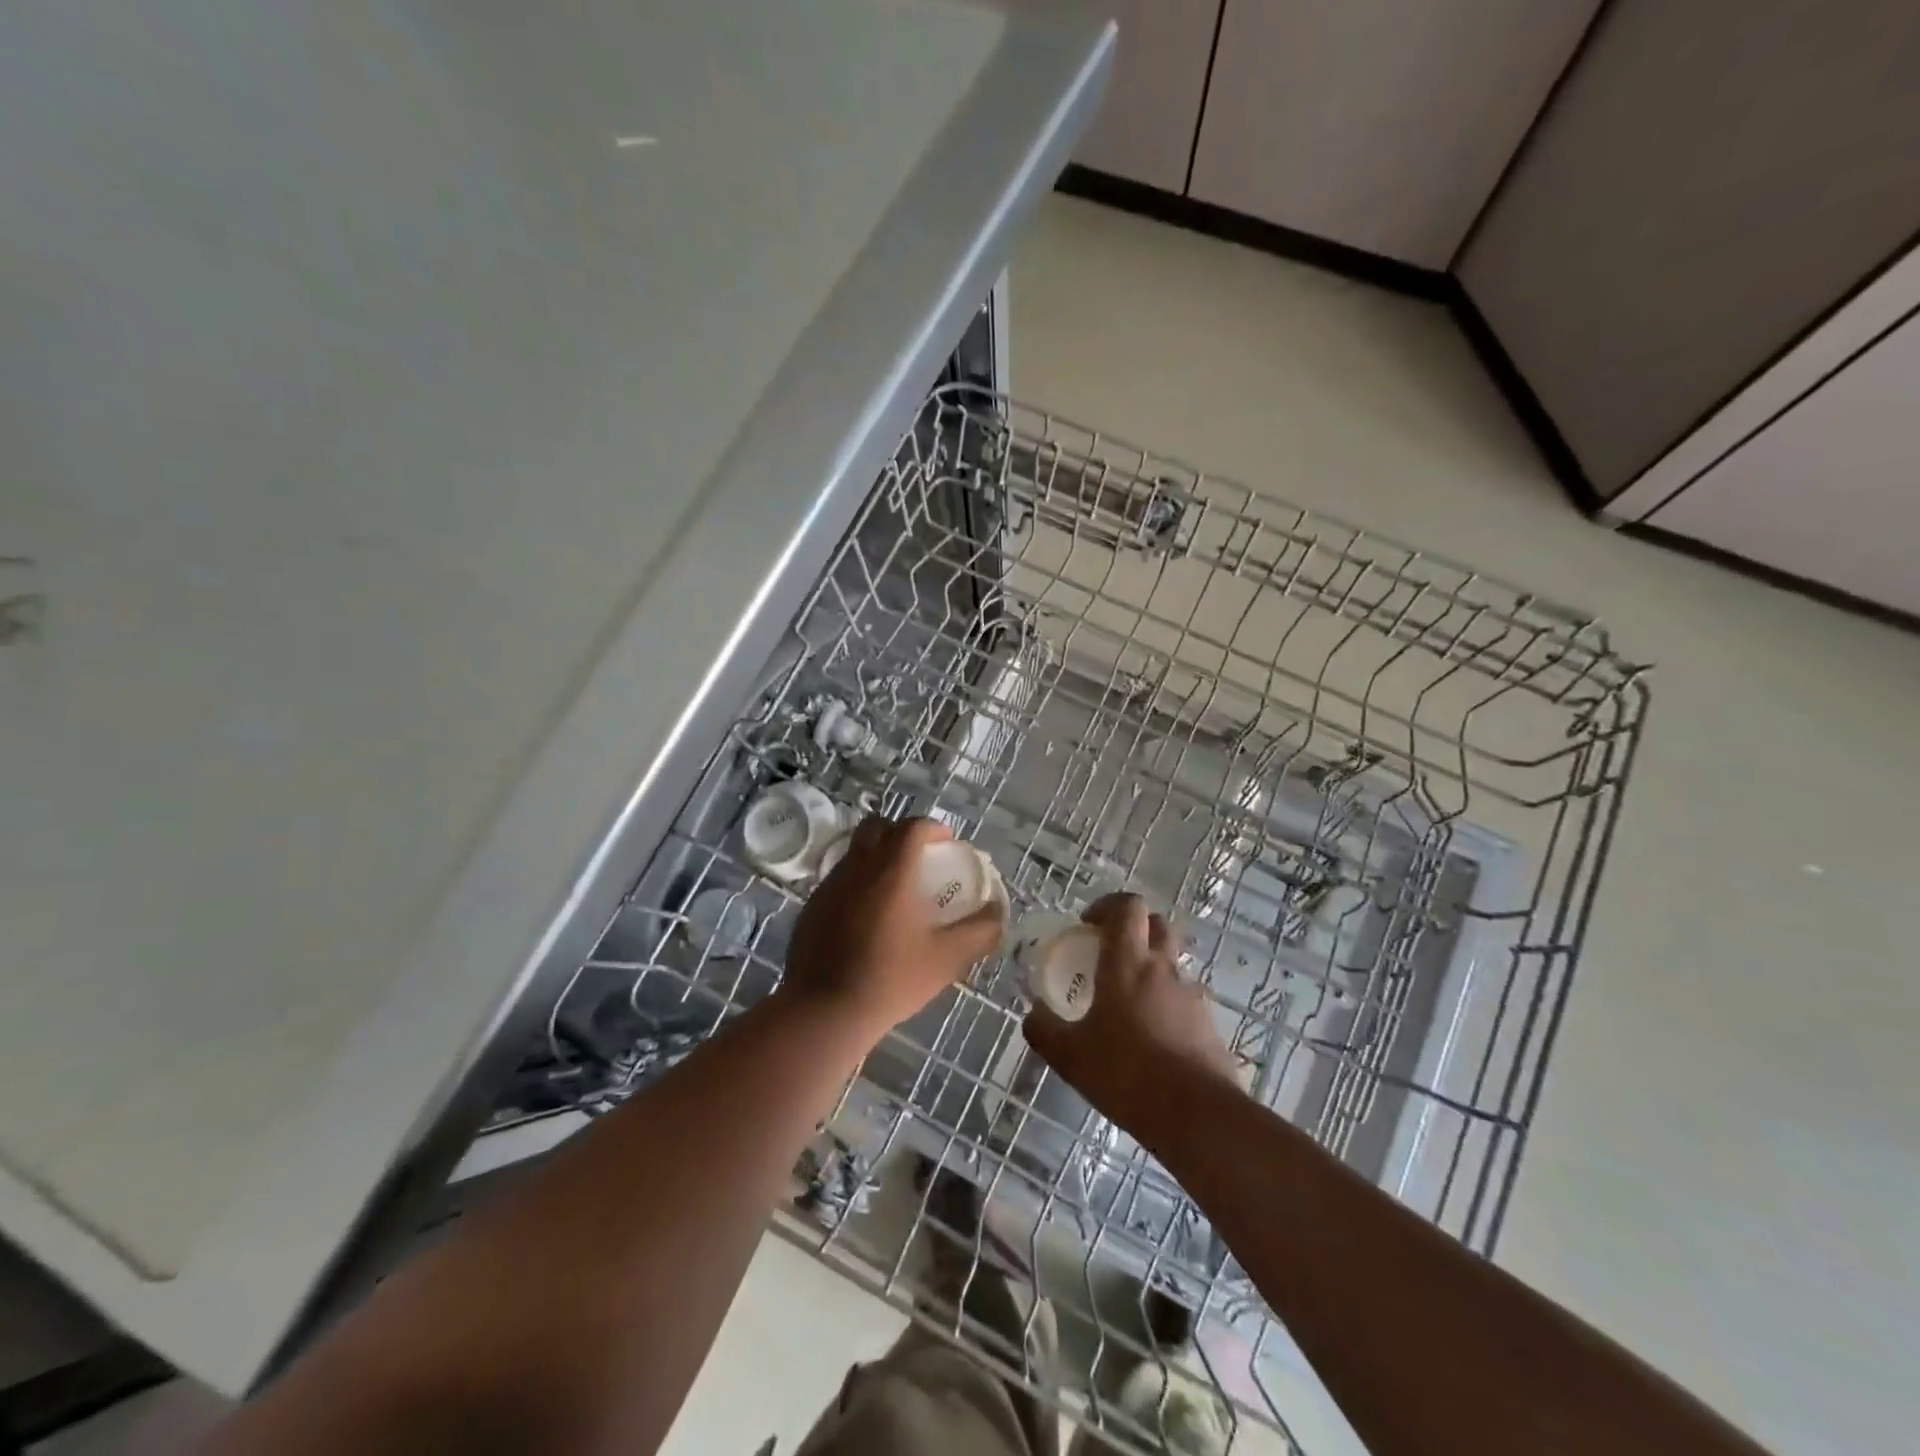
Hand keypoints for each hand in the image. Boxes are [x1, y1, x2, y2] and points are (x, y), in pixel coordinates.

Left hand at [782, 816, 1004, 1039]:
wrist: (825, 1012)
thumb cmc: (891, 980)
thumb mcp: (947, 959)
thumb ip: (979, 931)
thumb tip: (997, 912)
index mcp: (890, 872)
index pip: (912, 828)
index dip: (933, 827)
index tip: (948, 843)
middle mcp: (857, 869)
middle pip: (877, 826)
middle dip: (901, 832)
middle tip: (919, 856)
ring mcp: (829, 886)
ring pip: (855, 852)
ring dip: (878, 856)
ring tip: (896, 887)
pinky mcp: (812, 907)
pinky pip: (839, 879)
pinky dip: (859, 882)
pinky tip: (869, 916)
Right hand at [1022, 892, 1242, 1144]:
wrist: (1197, 1116)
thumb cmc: (1127, 1074)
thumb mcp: (1070, 1056)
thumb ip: (1044, 1029)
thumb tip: (1031, 1012)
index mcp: (1127, 962)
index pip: (1128, 906)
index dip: (1108, 905)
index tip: (1088, 925)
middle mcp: (1163, 968)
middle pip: (1157, 923)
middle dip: (1134, 928)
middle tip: (1109, 954)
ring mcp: (1191, 995)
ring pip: (1172, 962)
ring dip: (1152, 969)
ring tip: (1129, 1004)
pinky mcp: (1208, 1023)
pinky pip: (1185, 999)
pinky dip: (1168, 1004)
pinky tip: (1153, 1038)